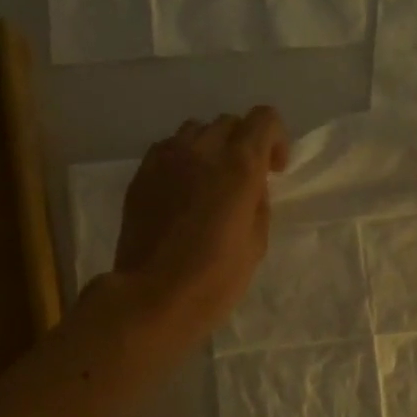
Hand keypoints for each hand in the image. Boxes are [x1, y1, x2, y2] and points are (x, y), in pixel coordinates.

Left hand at [114, 106, 289, 338]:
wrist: (153, 297)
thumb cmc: (214, 278)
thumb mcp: (256, 243)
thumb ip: (258, 202)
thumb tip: (250, 187)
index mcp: (239, 166)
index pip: (263, 119)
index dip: (275, 139)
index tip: (274, 170)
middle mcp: (202, 150)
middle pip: (228, 122)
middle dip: (242, 143)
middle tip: (243, 178)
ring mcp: (166, 158)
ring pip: (195, 130)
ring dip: (210, 147)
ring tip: (209, 180)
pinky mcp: (141, 174)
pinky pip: (167, 149)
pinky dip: (181, 159)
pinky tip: (180, 190)